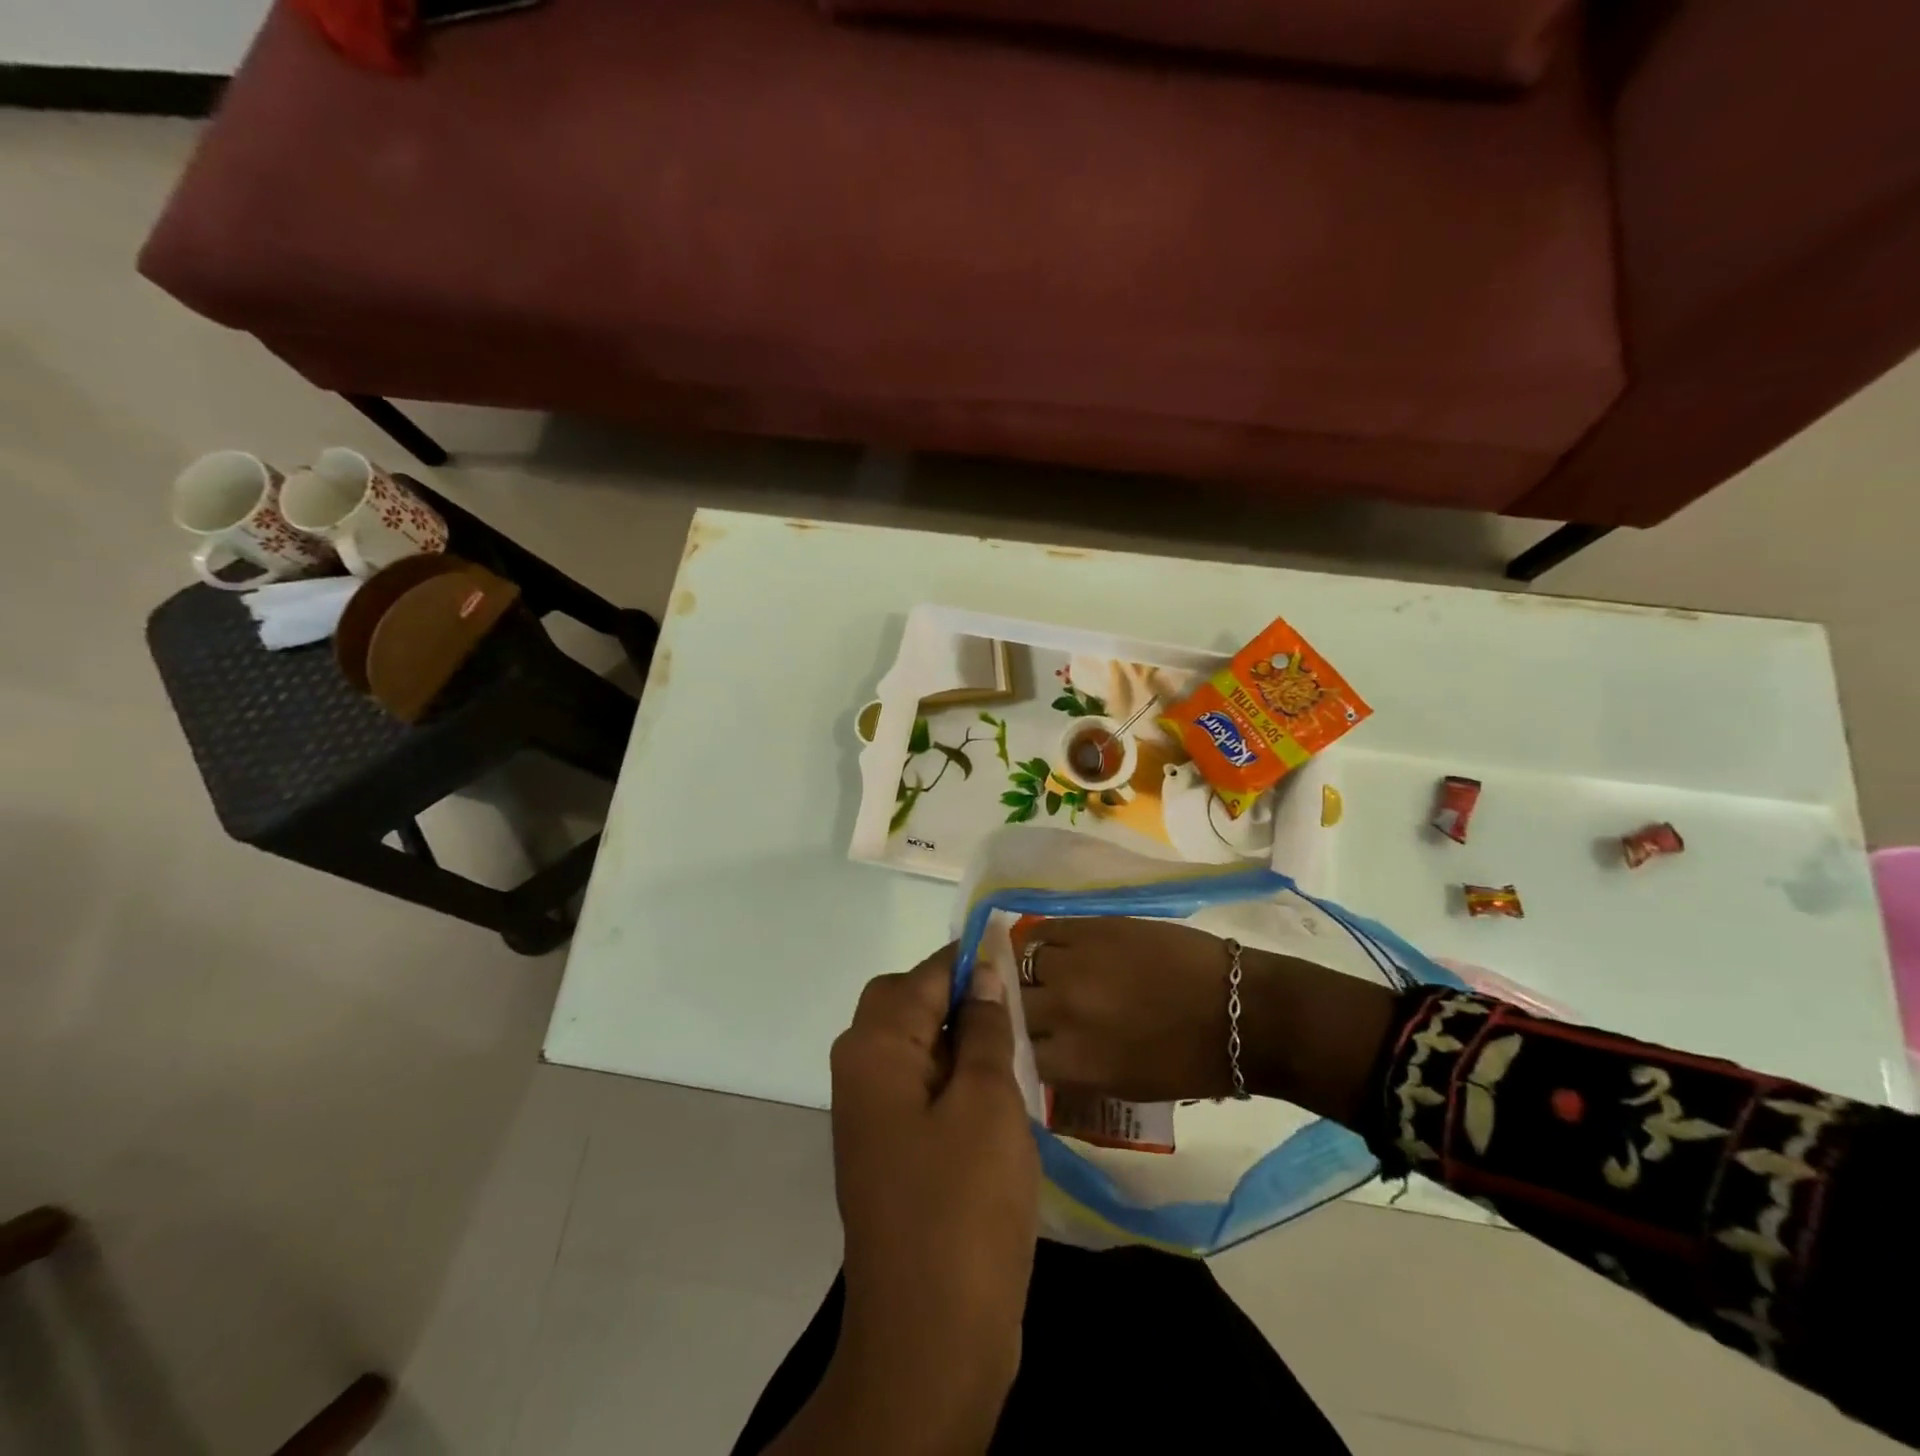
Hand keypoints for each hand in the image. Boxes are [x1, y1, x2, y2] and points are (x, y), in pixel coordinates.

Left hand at [816, 944, 1037, 1450]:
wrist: (932, 1338)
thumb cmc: (963, 1205)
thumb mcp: (987, 1102)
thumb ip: (985, 1029)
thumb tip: (984, 972)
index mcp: (874, 1048)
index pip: (923, 975)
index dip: (969, 960)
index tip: (1018, 952)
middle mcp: (862, 1070)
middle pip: (911, 1004)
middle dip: (963, 998)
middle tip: (1020, 1009)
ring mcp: (874, 1114)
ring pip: (921, 1046)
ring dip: (966, 1040)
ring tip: (1021, 1047)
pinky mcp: (894, 1150)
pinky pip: (925, 1088)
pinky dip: (960, 1079)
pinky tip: (1004, 1093)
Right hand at [1017, 917, 1243, 1101]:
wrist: (1238, 1010)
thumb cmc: (1190, 1063)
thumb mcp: (1123, 1087)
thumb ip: (1074, 1071)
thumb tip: (1044, 1053)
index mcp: (1074, 1062)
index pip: (1016, 1052)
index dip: (1017, 1047)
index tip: (1025, 1043)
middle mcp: (1063, 1012)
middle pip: (1012, 1006)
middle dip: (1019, 1010)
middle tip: (1031, 1007)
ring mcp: (1075, 964)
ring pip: (1022, 963)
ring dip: (1028, 972)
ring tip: (1041, 973)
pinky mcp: (1091, 928)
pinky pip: (1044, 930)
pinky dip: (1042, 941)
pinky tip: (1052, 947)